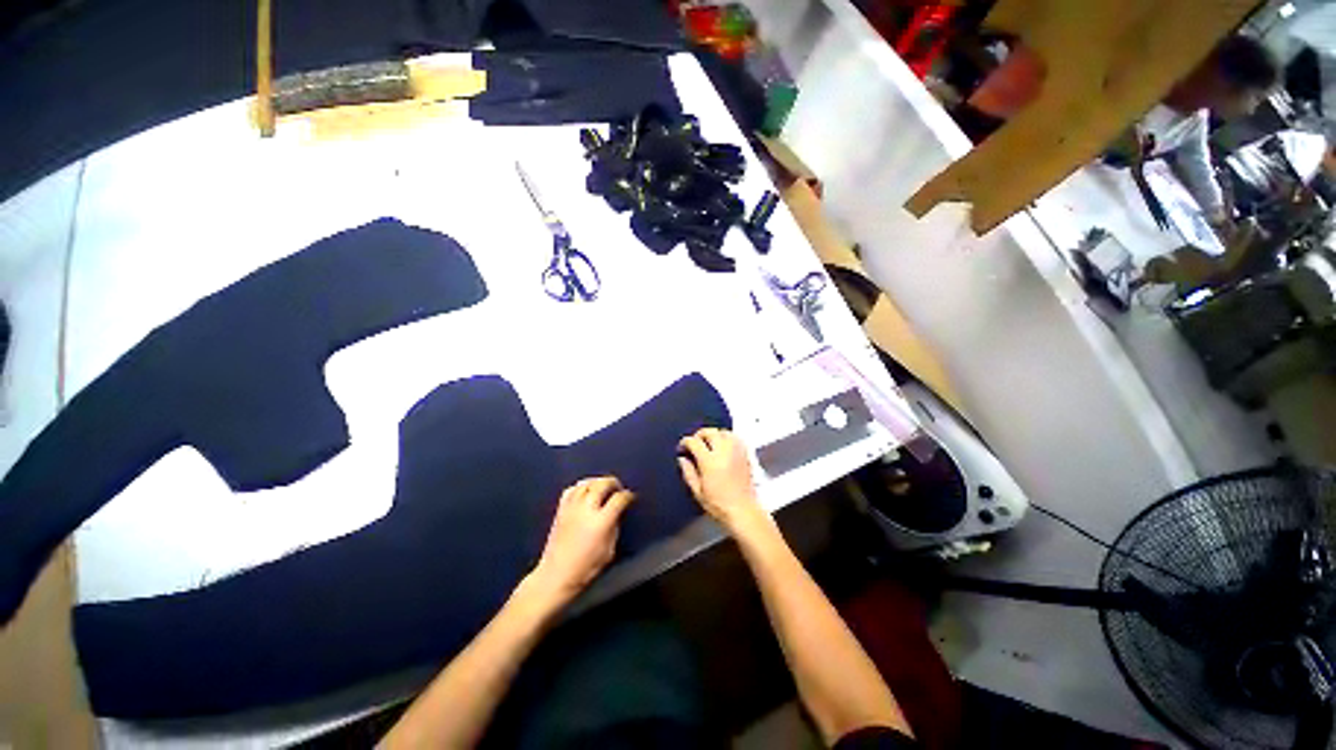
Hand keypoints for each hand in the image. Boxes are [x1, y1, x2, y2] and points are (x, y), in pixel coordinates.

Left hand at [528, 477, 633, 609]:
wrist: (556, 575)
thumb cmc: (585, 568)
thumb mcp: (609, 550)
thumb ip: (615, 527)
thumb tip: (617, 514)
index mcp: (601, 521)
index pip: (619, 498)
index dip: (627, 496)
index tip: (630, 497)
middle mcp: (586, 509)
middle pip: (603, 484)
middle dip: (613, 483)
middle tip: (618, 487)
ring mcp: (572, 507)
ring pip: (586, 483)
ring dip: (597, 481)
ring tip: (603, 486)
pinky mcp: (561, 509)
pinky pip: (571, 489)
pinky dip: (580, 486)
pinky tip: (585, 490)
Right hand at [677, 428, 766, 536]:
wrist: (743, 510)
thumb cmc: (719, 504)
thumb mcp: (698, 491)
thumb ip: (688, 472)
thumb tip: (682, 459)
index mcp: (709, 461)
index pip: (694, 442)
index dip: (685, 442)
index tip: (682, 447)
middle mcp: (723, 452)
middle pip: (710, 432)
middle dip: (699, 435)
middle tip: (695, 443)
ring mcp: (736, 451)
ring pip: (723, 432)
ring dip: (714, 434)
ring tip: (709, 442)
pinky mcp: (745, 454)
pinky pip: (735, 438)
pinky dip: (727, 437)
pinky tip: (723, 445)